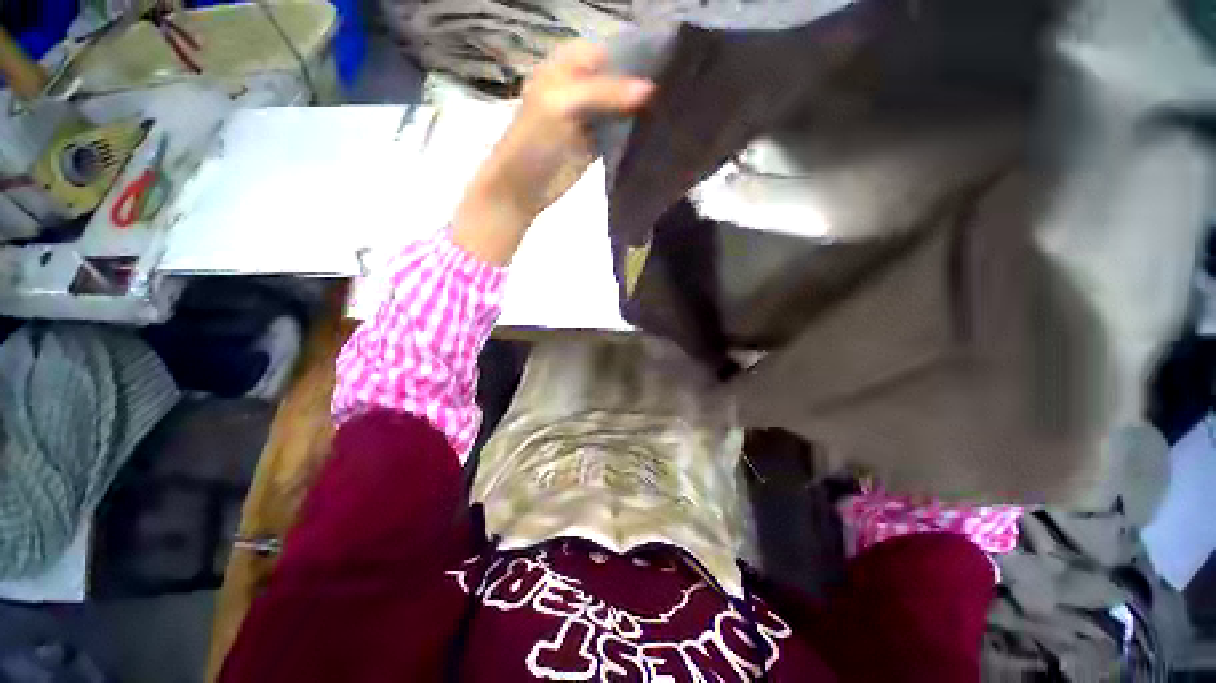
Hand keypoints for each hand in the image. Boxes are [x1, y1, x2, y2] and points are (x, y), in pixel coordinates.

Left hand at [453, 40, 653, 264]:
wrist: (522, 188)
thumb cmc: (533, 142)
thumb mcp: (562, 106)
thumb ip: (604, 93)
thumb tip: (650, 90)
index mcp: (569, 64)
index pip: (612, 51)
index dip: (639, 56)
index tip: (671, 69)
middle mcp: (582, 86)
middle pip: (620, 79)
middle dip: (645, 86)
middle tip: (678, 95)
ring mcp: (590, 116)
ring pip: (623, 106)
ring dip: (642, 112)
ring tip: (674, 115)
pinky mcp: (596, 143)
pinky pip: (620, 133)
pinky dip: (634, 134)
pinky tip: (656, 136)